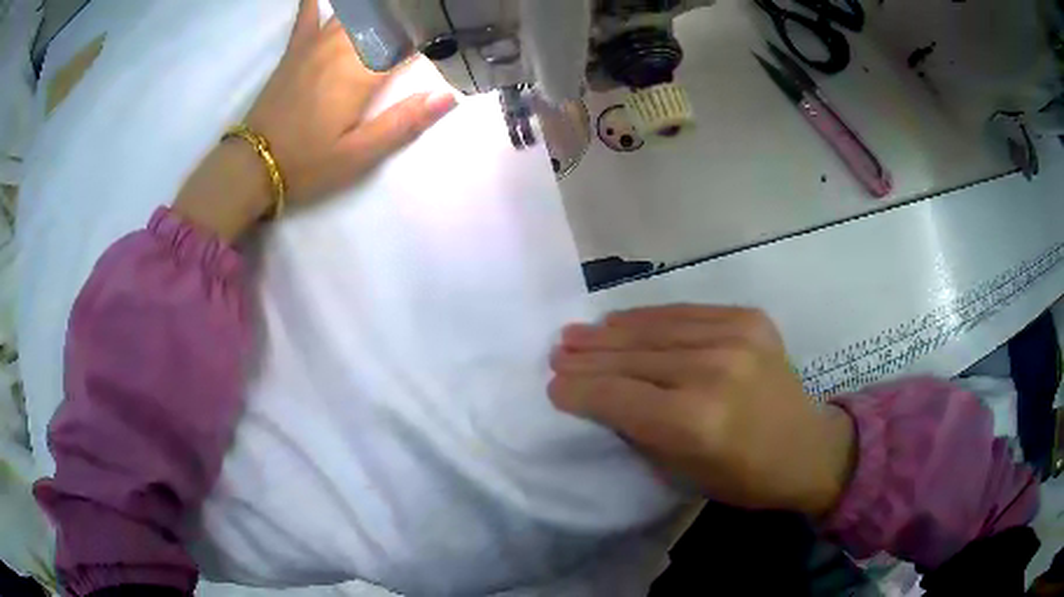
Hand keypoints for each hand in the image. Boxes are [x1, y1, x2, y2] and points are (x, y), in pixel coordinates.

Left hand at [173, 0, 455, 240]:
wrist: (253, 165)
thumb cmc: (308, 163)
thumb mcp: (359, 155)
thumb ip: (403, 122)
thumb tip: (448, 96)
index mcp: (361, 72)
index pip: (408, 40)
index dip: (431, 36)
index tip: (446, 38)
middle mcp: (341, 47)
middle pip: (384, 17)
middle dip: (406, 16)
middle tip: (421, 18)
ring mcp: (315, 43)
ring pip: (354, 10)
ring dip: (376, 9)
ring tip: (391, 11)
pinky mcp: (296, 48)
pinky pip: (309, 13)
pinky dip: (318, 1)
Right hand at [549, 305, 855, 517]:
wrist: (808, 447)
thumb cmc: (743, 476)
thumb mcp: (683, 472)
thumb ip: (639, 431)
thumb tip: (600, 398)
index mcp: (695, 422)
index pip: (618, 397)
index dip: (580, 390)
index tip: (553, 386)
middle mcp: (713, 372)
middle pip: (632, 359)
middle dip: (587, 358)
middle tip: (557, 352)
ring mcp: (735, 338)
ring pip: (654, 330)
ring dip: (610, 332)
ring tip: (578, 332)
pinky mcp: (748, 318)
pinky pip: (685, 312)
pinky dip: (649, 317)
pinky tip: (621, 320)